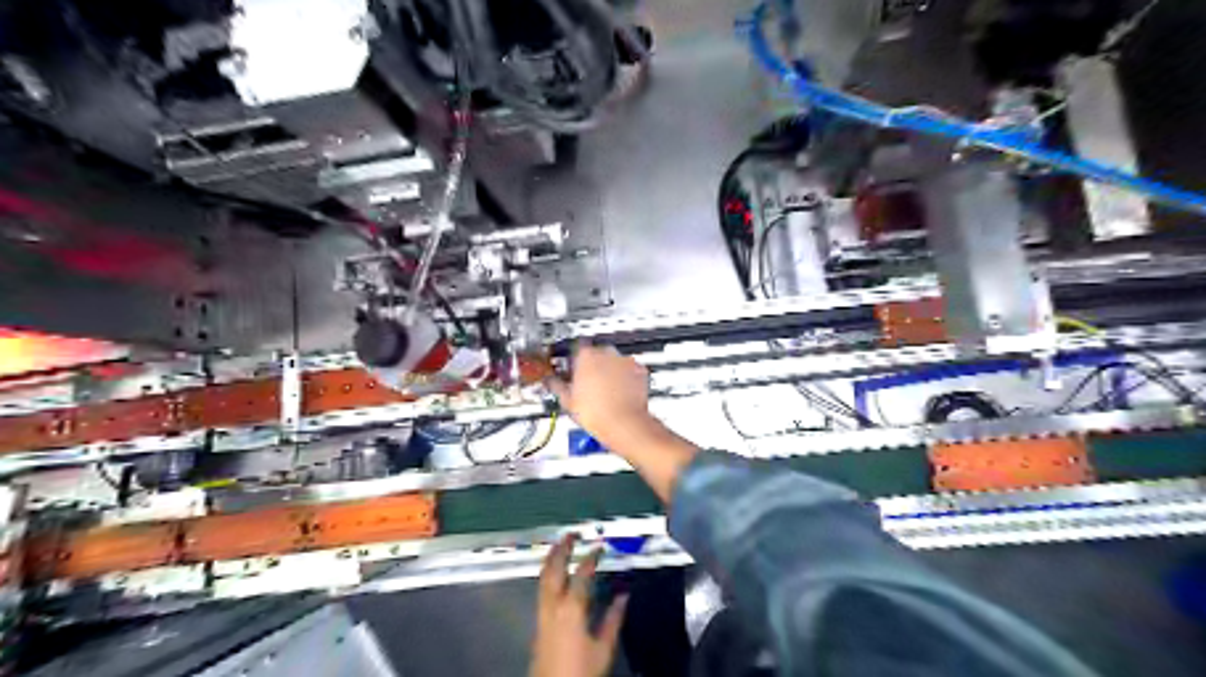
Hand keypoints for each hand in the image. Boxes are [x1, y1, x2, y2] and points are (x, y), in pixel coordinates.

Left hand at [535, 533, 631, 676]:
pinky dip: (547, 574)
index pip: (581, 575)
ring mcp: (542, 614)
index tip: (599, 546)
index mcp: (571, 609)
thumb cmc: (581, 671)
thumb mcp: (603, 648)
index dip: (591, 558)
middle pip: (554, 570)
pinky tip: (553, 573)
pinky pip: (541, 589)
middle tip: (570, 534)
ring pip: (543, 578)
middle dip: (562, 549)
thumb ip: (613, 618)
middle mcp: (553, 606)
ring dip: (551, 559)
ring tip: (558, 546)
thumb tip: (623, 595)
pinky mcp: (538, 623)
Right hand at [549, 350, 655, 448]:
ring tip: (604, 389)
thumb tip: (550, 381)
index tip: (571, 368)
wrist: (625, 424)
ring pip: (614, 360)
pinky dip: (626, 377)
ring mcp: (625, 361)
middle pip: (596, 352)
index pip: (576, 347)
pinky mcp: (640, 370)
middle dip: (592, 364)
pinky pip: (630, 370)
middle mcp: (607, 353)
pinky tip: (619, 391)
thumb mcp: (567, 400)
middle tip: (587, 382)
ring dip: (610, 370)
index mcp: (586, 356)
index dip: (572, 359)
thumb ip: (556, 385)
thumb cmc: (597, 413)